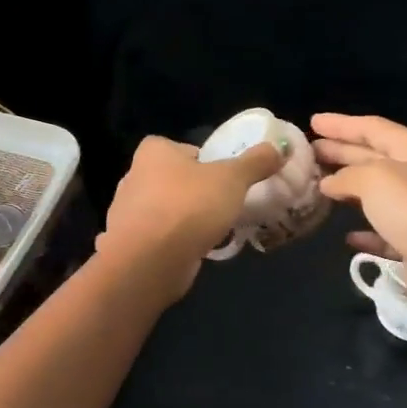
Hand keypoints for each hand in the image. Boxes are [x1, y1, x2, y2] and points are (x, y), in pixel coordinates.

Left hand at [98, 135, 282, 304]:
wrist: (151, 260)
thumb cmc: (189, 206)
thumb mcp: (232, 179)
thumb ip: (255, 162)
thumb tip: (279, 147)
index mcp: (153, 152)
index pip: (185, 149)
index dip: (207, 162)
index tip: (226, 179)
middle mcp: (134, 177)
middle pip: (176, 180)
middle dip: (197, 193)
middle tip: (224, 206)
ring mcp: (127, 212)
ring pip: (167, 210)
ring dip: (186, 220)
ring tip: (213, 231)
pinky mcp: (130, 243)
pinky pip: (160, 237)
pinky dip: (175, 242)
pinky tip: (194, 250)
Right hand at [312, 113, 406, 323]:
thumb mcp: (374, 178)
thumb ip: (346, 175)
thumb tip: (328, 183)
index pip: (373, 128)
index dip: (341, 124)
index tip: (312, 122)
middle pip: (372, 157)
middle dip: (340, 152)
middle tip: (308, 151)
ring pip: (374, 194)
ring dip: (347, 188)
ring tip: (317, 184)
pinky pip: (382, 232)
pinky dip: (364, 231)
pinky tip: (346, 235)